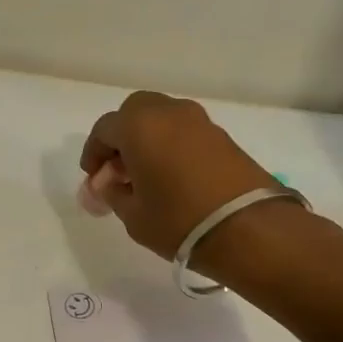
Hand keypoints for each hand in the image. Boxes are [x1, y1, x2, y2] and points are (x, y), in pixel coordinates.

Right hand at [81, 91, 284, 265]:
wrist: (249, 229)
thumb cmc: (178, 221)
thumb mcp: (133, 215)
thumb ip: (113, 193)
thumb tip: (107, 184)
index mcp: (139, 126)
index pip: (104, 129)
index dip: (93, 153)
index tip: (93, 178)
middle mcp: (169, 113)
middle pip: (135, 112)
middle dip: (121, 136)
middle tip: (118, 169)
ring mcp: (200, 122)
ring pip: (162, 118)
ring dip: (148, 138)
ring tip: (145, 175)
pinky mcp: (223, 137)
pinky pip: (185, 131)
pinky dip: (171, 145)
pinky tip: (171, 175)